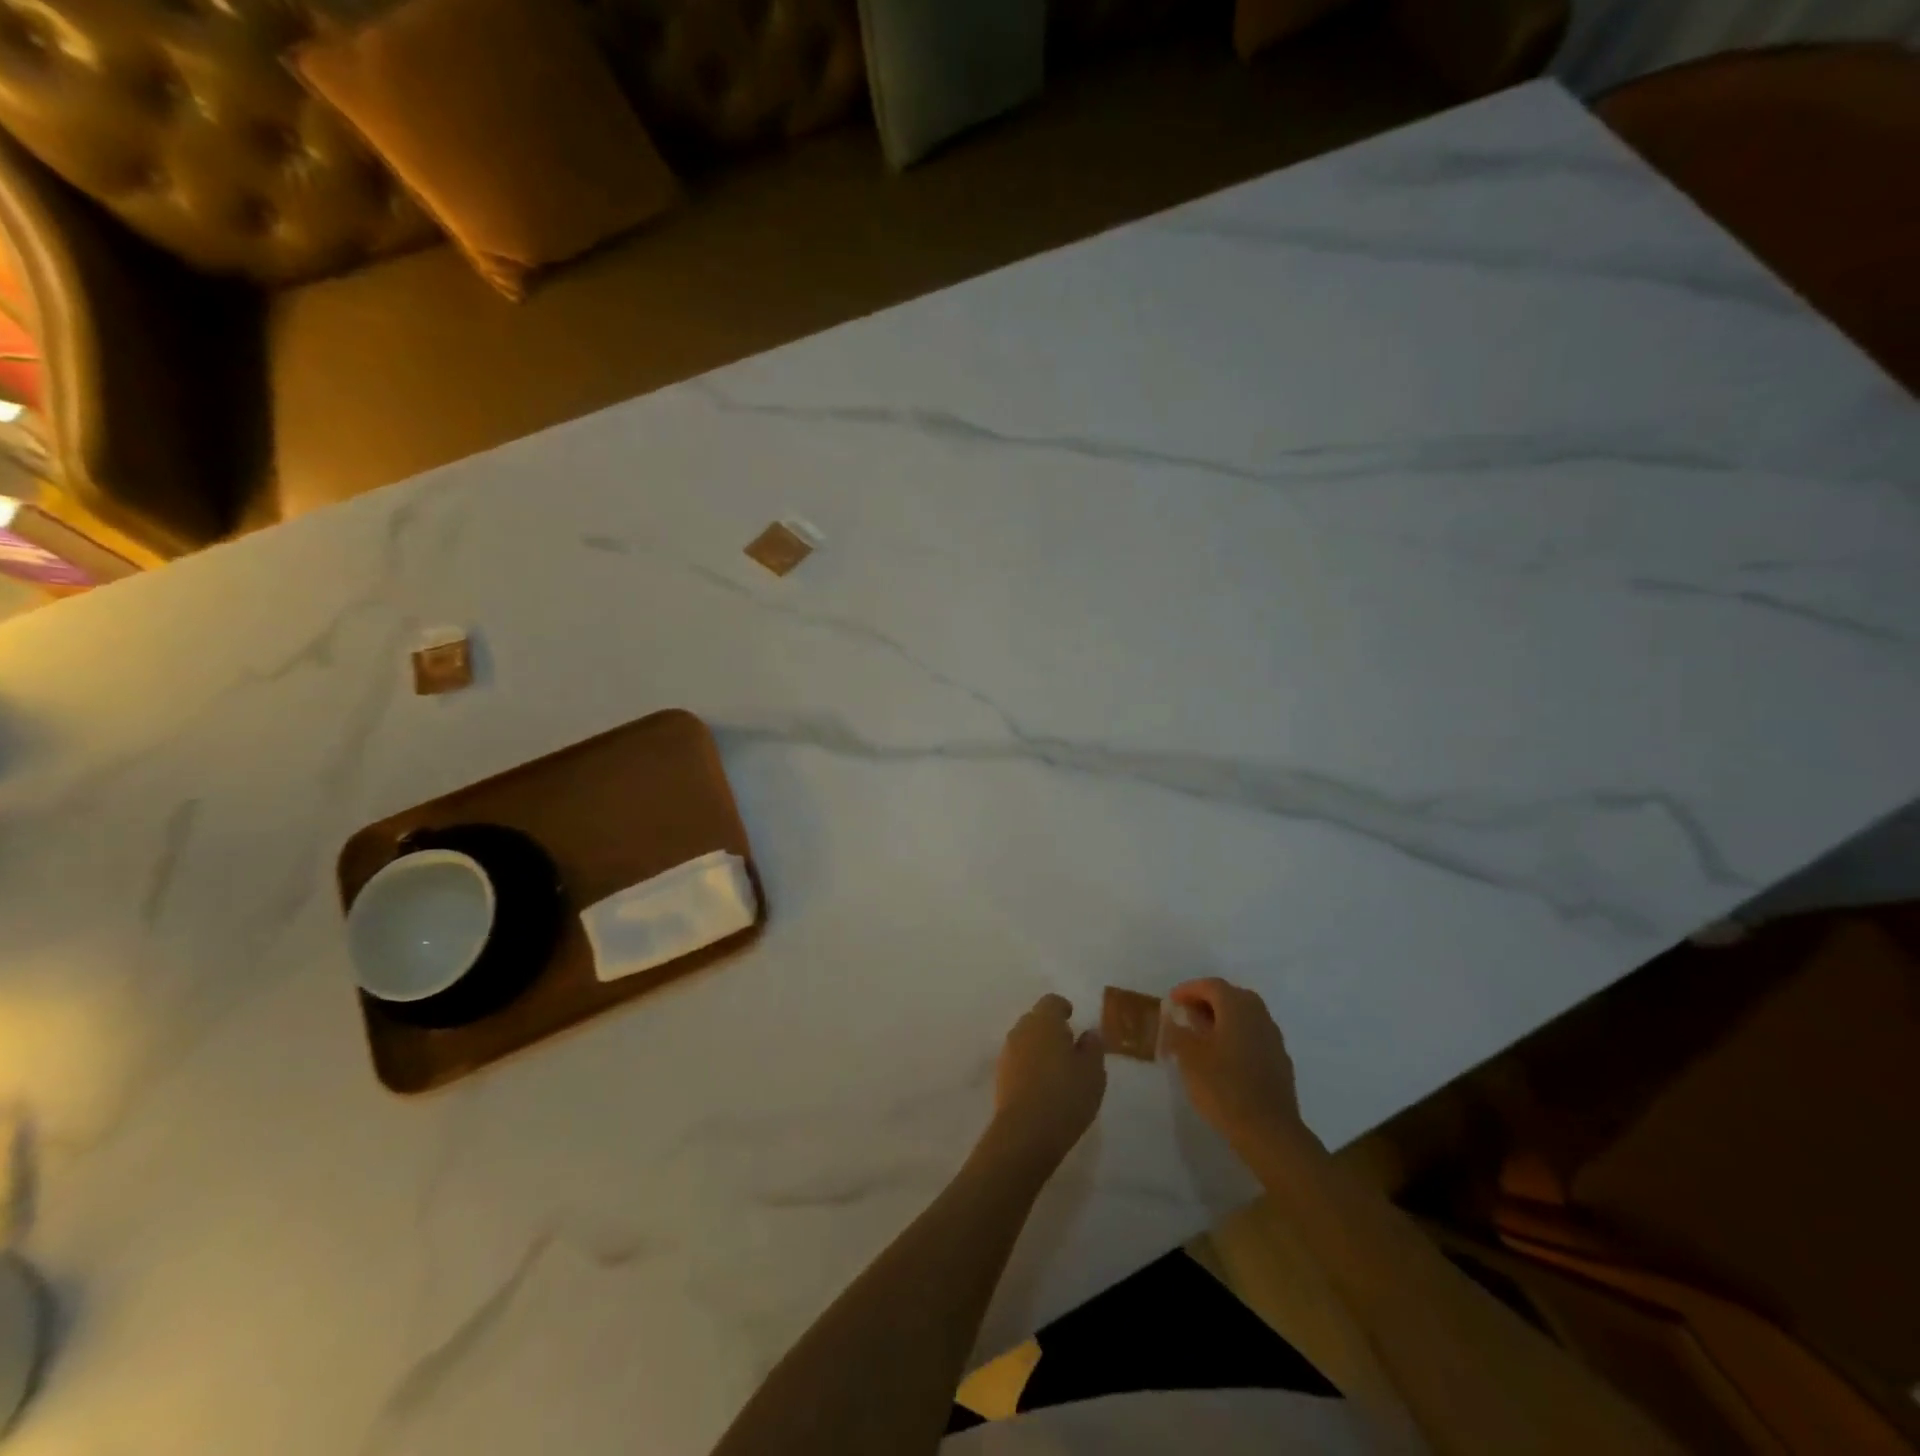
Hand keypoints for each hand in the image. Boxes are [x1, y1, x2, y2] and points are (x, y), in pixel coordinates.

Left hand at [987, 994, 1106, 1169]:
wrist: (1026, 1132)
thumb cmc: (1066, 1095)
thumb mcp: (1093, 1072)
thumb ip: (1093, 1047)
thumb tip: (1089, 1033)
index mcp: (1045, 1021)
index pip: (1052, 1002)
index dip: (1063, 1008)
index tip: (1072, 1018)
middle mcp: (1022, 1030)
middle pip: (1036, 1019)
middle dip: (1050, 1028)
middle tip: (1068, 1046)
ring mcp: (1008, 1053)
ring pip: (1025, 1040)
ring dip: (1039, 1047)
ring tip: (1057, 1068)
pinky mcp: (1000, 1076)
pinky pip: (1018, 1061)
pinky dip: (1029, 1065)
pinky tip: (1042, 1085)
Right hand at [1162, 978, 1321, 1170]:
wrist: (1270, 1132)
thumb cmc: (1224, 1088)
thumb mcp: (1189, 1058)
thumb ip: (1178, 1032)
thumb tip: (1173, 1016)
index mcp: (1237, 1008)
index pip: (1211, 985)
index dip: (1189, 989)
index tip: (1172, 1001)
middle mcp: (1259, 1016)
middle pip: (1232, 996)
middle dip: (1208, 1001)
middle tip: (1188, 1014)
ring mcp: (1273, 1039)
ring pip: (1246, 1017)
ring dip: (1224, 1019)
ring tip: (1203, 1036)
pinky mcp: (1280, 1062)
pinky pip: (1255, 1037)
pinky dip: (1237, 1037)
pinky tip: (1225, 1058)